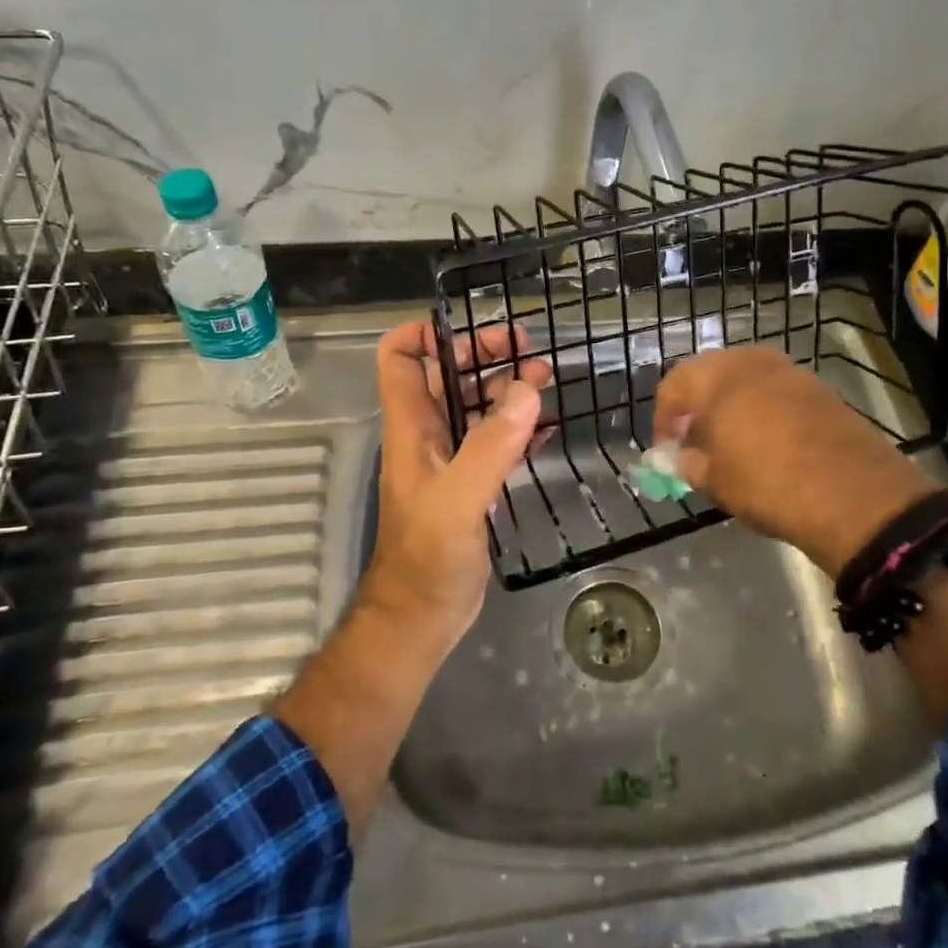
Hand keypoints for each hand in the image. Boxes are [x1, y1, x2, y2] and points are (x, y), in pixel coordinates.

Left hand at [363, 319, 550, 641]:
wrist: (422, 617)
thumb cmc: (428, 558)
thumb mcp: (458, 500)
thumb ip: (490, 446)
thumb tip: (526, 389)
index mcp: (411, 427)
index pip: (400, 358)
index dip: (426, 333)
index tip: (474, 330)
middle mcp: (427, 435)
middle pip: (447, 374)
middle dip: (483, 354)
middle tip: (529, 350)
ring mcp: (450, 460)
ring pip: (475, 406)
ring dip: (506, 387)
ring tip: (547, 378)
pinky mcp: (471, 484)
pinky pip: (495, 440)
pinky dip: (518, 426)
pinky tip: (546, 425)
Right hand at [652, 347, 937, 577]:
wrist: (854, 495)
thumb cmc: (767, 483)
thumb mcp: (715, 480)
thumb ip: (687, 462)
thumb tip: (677, 458)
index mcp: (716, 376)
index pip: (673, 385)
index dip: (664, 419)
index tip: (667, 451)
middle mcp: (751, 361)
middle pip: (710, 376)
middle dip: (697, 408)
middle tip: (695, 444)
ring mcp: (790, 371)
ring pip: (746, 381)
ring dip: (731, 408)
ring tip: (732, 447)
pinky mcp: (820, 389)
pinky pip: (776, 392)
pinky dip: (763, 411)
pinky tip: (769, 446)